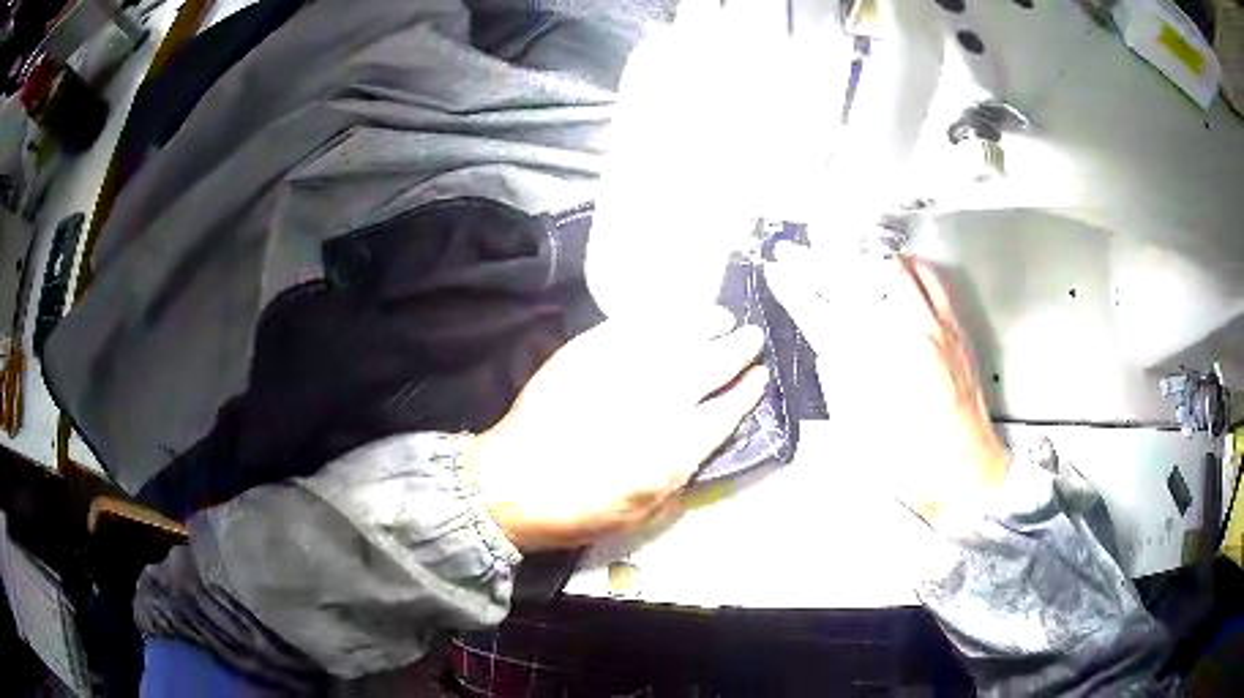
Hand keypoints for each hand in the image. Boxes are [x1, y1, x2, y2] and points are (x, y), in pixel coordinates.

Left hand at [467, 313, 766, 551]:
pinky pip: (632, 325)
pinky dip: (659, 316)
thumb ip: (680, 480)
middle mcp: (654, 406)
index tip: (761, 376)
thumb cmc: (577, 512)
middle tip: (752, 336)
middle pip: (709, 366)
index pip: (724, 413)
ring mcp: (619, 373)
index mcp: (672, 452)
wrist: (511, 485)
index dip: (747, 392)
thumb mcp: (642, 517)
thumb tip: (702, 447)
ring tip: (721, 316)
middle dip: (737, 349)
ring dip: (704, 324)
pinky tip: (672, 313)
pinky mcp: (586, 354)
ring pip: (675, 338)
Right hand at [767, 244, 1008, 524]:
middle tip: (794, 250)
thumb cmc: (910, 466)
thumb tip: (827, 345)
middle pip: (851, 278)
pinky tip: (893, 265)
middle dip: (815, 259)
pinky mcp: (955, 327)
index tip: (777, 272)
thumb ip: (837, 380)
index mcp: (870, 365)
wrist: (966, 473)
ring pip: (888, 267)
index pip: (820, 310)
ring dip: (855, 254)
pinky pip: (929, 278)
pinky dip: (904, 264)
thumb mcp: (855, 431)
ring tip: (836, 249)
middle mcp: (902, 334)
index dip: (793, 287)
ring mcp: (932, 325)